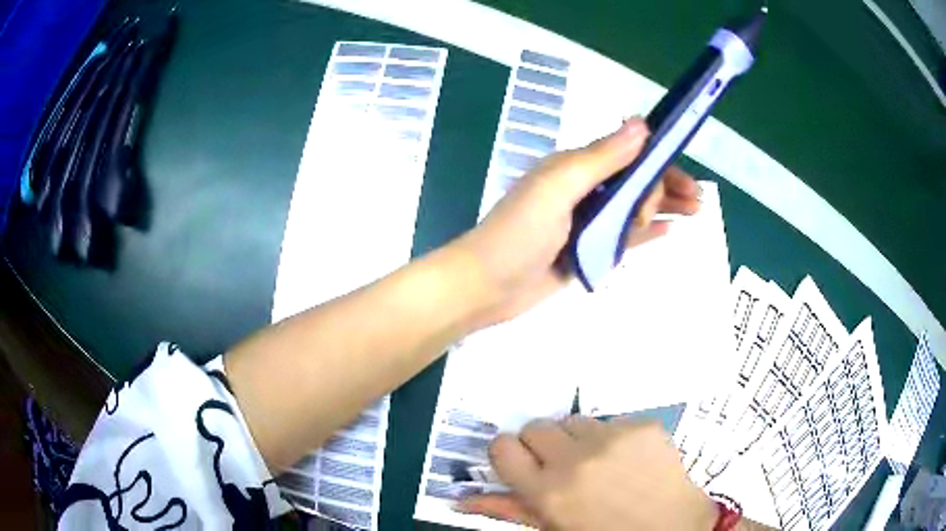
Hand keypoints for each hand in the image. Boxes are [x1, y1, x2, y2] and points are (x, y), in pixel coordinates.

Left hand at [455, 119, 700, 327]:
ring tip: (694, 214)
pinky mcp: (586, 251)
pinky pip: (623, 238)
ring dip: (663, 208)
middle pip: (635, 183)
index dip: (659, 163)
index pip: (629, 157)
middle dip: (666, 188)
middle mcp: (583, 190)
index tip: (686, 175)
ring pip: (633, 209)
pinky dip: (645, 233)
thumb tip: (641, 124)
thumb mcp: (560, 187)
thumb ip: (601, 157)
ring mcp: (585, 223)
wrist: (485, 286)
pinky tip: (668, 232)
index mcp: (576, 168)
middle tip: (695, 205)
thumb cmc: (519, 233)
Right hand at [458, 416, 717, 530]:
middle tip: (562, 466)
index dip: (509, 454)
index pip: (501, 447)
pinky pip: (610, 420)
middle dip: (543, 445)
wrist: (672, 526)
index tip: (522, 464)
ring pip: (572, 420)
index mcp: (548, 492)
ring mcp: (612, 438)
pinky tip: (627, 459)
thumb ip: (507, 511)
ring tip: (598, 463)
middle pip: (535, 427)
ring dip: (577, 439)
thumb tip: (459, 500)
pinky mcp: (642, 425)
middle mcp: (576, 460)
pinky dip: (611, 437)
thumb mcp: (553, 530)